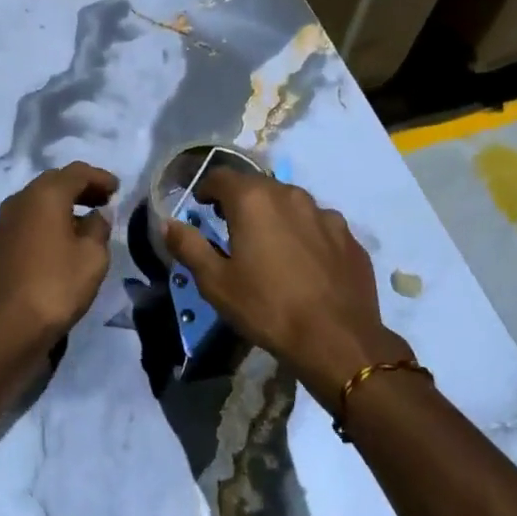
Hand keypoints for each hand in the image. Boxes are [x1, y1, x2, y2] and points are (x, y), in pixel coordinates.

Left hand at [0, 162, 118, 382]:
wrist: (0, 332)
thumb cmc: (53, 288)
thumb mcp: (92, 259)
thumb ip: (99, 229)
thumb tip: (97, 215)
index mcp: (43, 195)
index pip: (76, 172)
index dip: (99, 177)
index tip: (117, 189)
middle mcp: (18, 202)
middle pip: (52, 184)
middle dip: (79, 190)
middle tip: (103, 202)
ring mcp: (0, 225)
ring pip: (35, 205)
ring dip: (60, 208)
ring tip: (84, 225)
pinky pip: (25, 225)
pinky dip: (44, 226)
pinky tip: (57, 246)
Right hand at [164, 169, 411, 409]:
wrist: (337, 340)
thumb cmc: (267, 307)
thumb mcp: (215, 282)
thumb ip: (189, 246)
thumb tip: (167, 224)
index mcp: (254, 200)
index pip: (221, 176)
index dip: (207, 188)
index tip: (201, 206)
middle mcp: (290, 195)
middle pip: (258, 186)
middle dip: (240, 201)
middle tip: (230, 227)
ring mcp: (325, 214)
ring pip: (291, 203)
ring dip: (275, 215)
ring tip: (269, 245)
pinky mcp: (349, 237)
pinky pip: (318, 225)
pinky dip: (305, 234)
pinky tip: (304, 263)